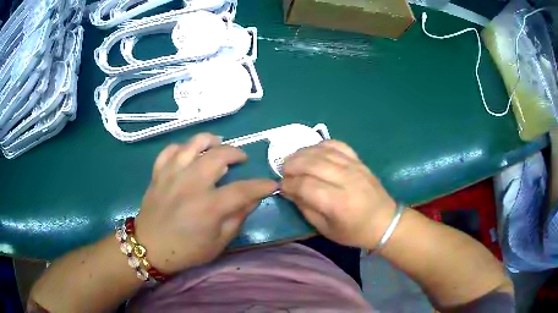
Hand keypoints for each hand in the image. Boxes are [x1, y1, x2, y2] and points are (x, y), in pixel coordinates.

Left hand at [135, 133, 276, 273]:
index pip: (243, 189)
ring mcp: (172, 175)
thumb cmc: (186, 250)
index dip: (261, 185)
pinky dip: (183, 147)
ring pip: (193, 144)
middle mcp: (191, 184)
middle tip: (242, 159)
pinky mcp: (158, 173)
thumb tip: (252, 199)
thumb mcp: (218, 243)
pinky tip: (189, 153)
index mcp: (208, 206)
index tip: (271, 183)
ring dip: (210, 141)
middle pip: (219, 155)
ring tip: (217, 145)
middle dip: (236, 153)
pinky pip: (171, 150)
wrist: (149, 248)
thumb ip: (237, 219)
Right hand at [281, 140, 396, 248]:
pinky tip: (312, 151)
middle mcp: (346, 180)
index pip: (305, 185)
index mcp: (337, 203)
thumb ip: (306, 209)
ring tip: (292, 160)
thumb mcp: (326, 229)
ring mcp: (354, 166)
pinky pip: (337, 145)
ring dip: (302, 153)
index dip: (289, 184)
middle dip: (291, 165)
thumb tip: (290, 190)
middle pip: (311, 163)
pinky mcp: (359, 160)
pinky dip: (321, 145)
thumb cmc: (355, 231)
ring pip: (322, 151)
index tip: (281, 187)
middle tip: (283, 171)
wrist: (385, 221)